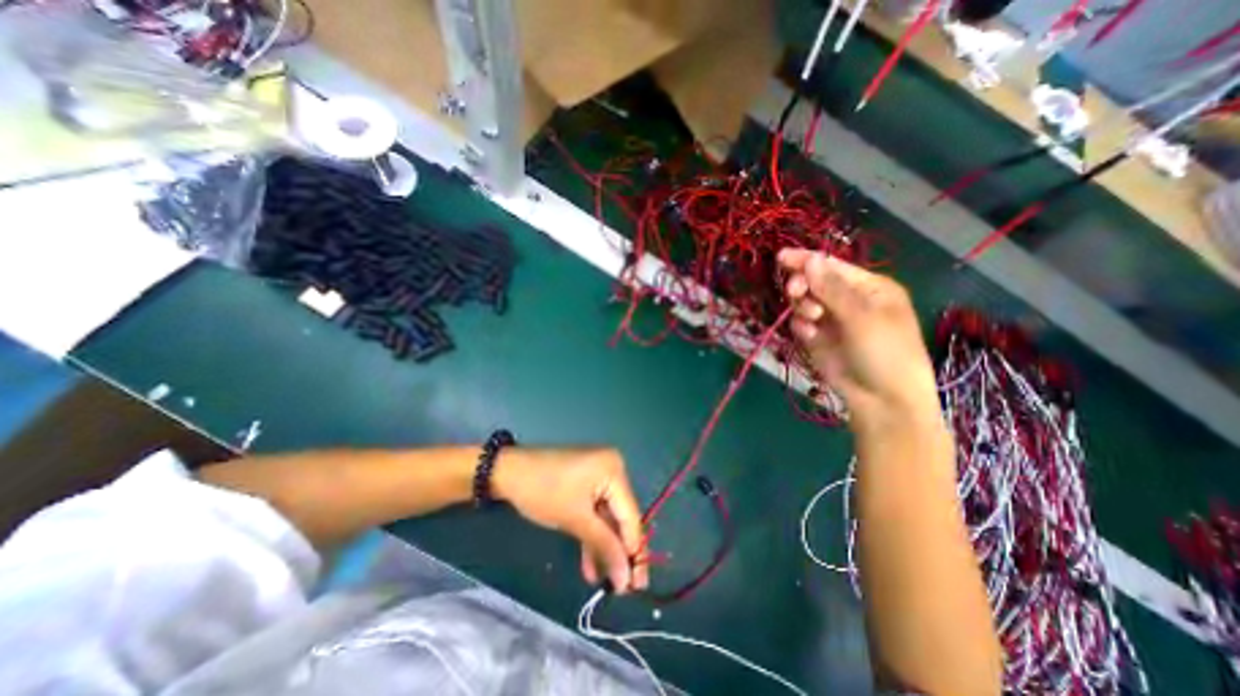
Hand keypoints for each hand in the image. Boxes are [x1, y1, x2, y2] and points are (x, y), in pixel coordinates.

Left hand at [495, 451, 649, 592]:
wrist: (509, 471)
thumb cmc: (543, 491)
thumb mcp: (575, 520)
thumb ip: (605, 547)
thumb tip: (626, 579)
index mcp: (614, 470)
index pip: (630, 515)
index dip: (635, 551)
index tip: (637, 586)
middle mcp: (612, 468)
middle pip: (621, 516)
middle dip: (620, 551)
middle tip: (626, 589)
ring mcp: (599, 474)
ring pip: (607, 516)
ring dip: (604, 546)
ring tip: (606, 583)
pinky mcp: (586, 482)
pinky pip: (595, 510)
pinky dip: (592, 534)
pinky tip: (591, 565)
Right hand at [779, 251, 933, 423]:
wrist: (881, 400)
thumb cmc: (884, 353)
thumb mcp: (861, 317)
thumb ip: (832, 289)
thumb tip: (810, 259)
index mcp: (869, 288)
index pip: (832, 266)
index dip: (807, 260)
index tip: (781, 258)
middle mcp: (849, 300)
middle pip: (814, 282)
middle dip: (802, 286)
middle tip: (796, 294)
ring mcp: (832, 320)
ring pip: (804, 302)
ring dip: (802, 307)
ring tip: (811, 320)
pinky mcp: (819, 339)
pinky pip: (801, 324)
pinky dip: (802, 327)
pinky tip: (810, 336)